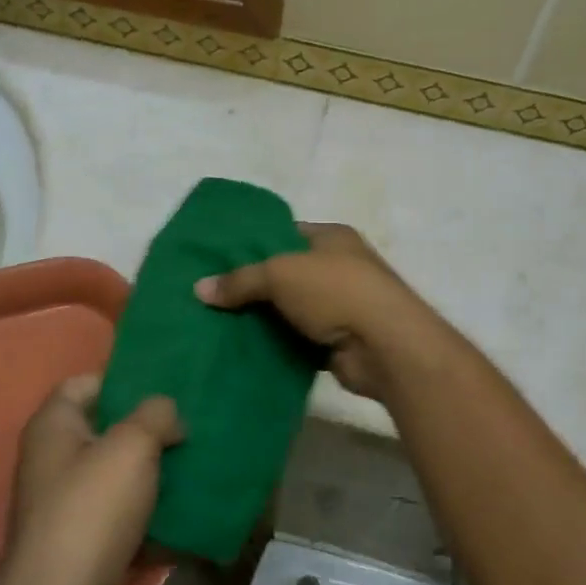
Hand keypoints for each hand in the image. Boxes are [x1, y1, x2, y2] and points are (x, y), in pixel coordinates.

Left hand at [0, 374, 182, 584]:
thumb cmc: (91, 511)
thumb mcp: (132, 446)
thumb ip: (156, 414)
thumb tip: (169, 417)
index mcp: (54, 426)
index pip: (87, 383)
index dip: (125, 381)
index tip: (166, 391)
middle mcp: (54, 459)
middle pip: (108, 429)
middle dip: (150, 429)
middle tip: (192, 428)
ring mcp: (67, 503)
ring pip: (120, 473)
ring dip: (155, 472)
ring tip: (198, 465)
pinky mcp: (83, 540)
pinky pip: (123, 514)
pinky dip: (150, 513)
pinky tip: (187, 511)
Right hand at [195, 223, 444, 399]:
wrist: (385, 346)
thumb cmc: (336, 291)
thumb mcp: (280, 274)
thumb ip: (240, 280)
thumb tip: (199, 289)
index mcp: (332, 237)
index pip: (285, 234)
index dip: (252, 244)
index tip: (218, 260)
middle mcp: (339, 267)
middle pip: (286, 273)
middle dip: (252, 286)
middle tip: (210, 296)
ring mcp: (341, 306)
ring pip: (290, 309)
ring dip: (263, 319)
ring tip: (217, 325)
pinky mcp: (338, 342)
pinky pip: (298, 340)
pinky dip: (276, 345)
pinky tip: (243, 351)